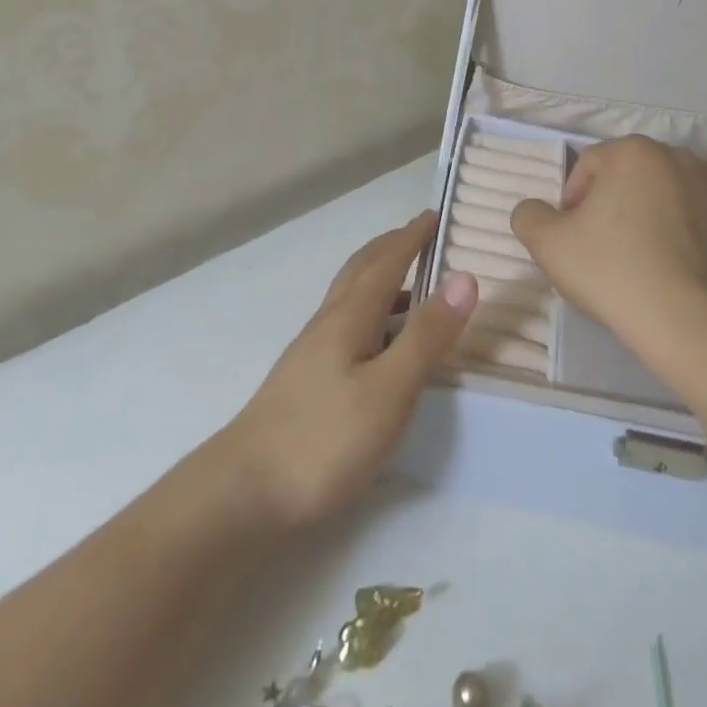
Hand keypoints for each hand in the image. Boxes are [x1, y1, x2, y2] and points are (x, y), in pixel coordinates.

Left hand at [221, 211, 476, 531]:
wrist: (243, 492)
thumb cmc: (324, 439)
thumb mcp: (389, 390)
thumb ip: (427, 336)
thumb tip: (463, 277)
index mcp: (350, 316)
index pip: (386, 262)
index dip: (411, 237)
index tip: (434, 214)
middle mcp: (329, 323)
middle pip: (361, 270)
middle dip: (392, 247)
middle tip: (420, 235)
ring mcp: (312, 351)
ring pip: (350, 296)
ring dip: (380, 277)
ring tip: (409, 284)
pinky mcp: (306, 379)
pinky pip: (345, 323)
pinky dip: (370, 311)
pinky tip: (377, 341)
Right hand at [510, 136, 706, 371]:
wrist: (688, 324)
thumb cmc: (612, 272)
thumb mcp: (546, 244)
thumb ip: (529, 214)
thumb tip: (535, 210)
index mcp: (632, 151)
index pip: (589, 166)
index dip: (573, 202)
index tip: (574, 239)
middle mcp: (679, 156)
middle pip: (635, 175)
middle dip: (619, 203)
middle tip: (609, 248)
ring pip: (680, 190)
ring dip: (664, 210)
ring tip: (653, 255)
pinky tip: (704, 246)